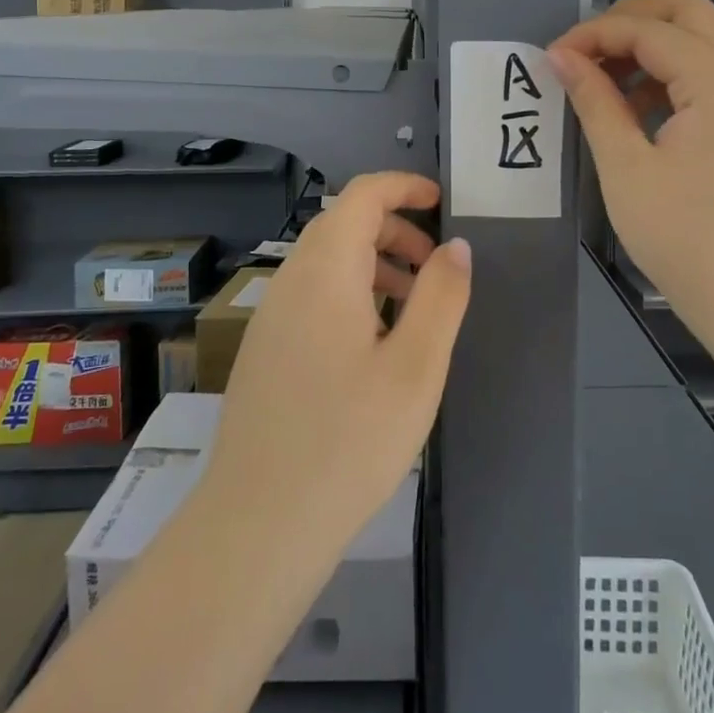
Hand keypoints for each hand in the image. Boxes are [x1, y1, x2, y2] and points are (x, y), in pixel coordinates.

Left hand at [204, 172, 471, 545]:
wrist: (257, 526)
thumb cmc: (348, 441)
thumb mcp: (416, 368)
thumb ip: (441, 297)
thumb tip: (456, 246)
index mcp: (325, 270)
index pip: (362, 195)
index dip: (403, 186)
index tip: (441, 201)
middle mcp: (291, 279)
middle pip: (344, 224)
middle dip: (395, 230)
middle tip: (437, 268)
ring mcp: (272, 315)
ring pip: (327, 261)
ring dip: (375, 264)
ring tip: (414, 309)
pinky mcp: (265, 348)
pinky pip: (312, 294)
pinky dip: (351, 293)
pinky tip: (374, 345)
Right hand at [549, 0, 713, 308]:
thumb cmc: (682, 236)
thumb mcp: (625, 167)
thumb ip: (593, 101)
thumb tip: (560, 56)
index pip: (648, 30)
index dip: (594, 34)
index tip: (552, 59)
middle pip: (686, 9)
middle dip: (629, 17)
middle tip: (584, 48)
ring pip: (697, 36)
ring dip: (647, 42)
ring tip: (600, 76)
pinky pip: (703, 69)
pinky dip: (664, 69)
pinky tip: (630, 105)